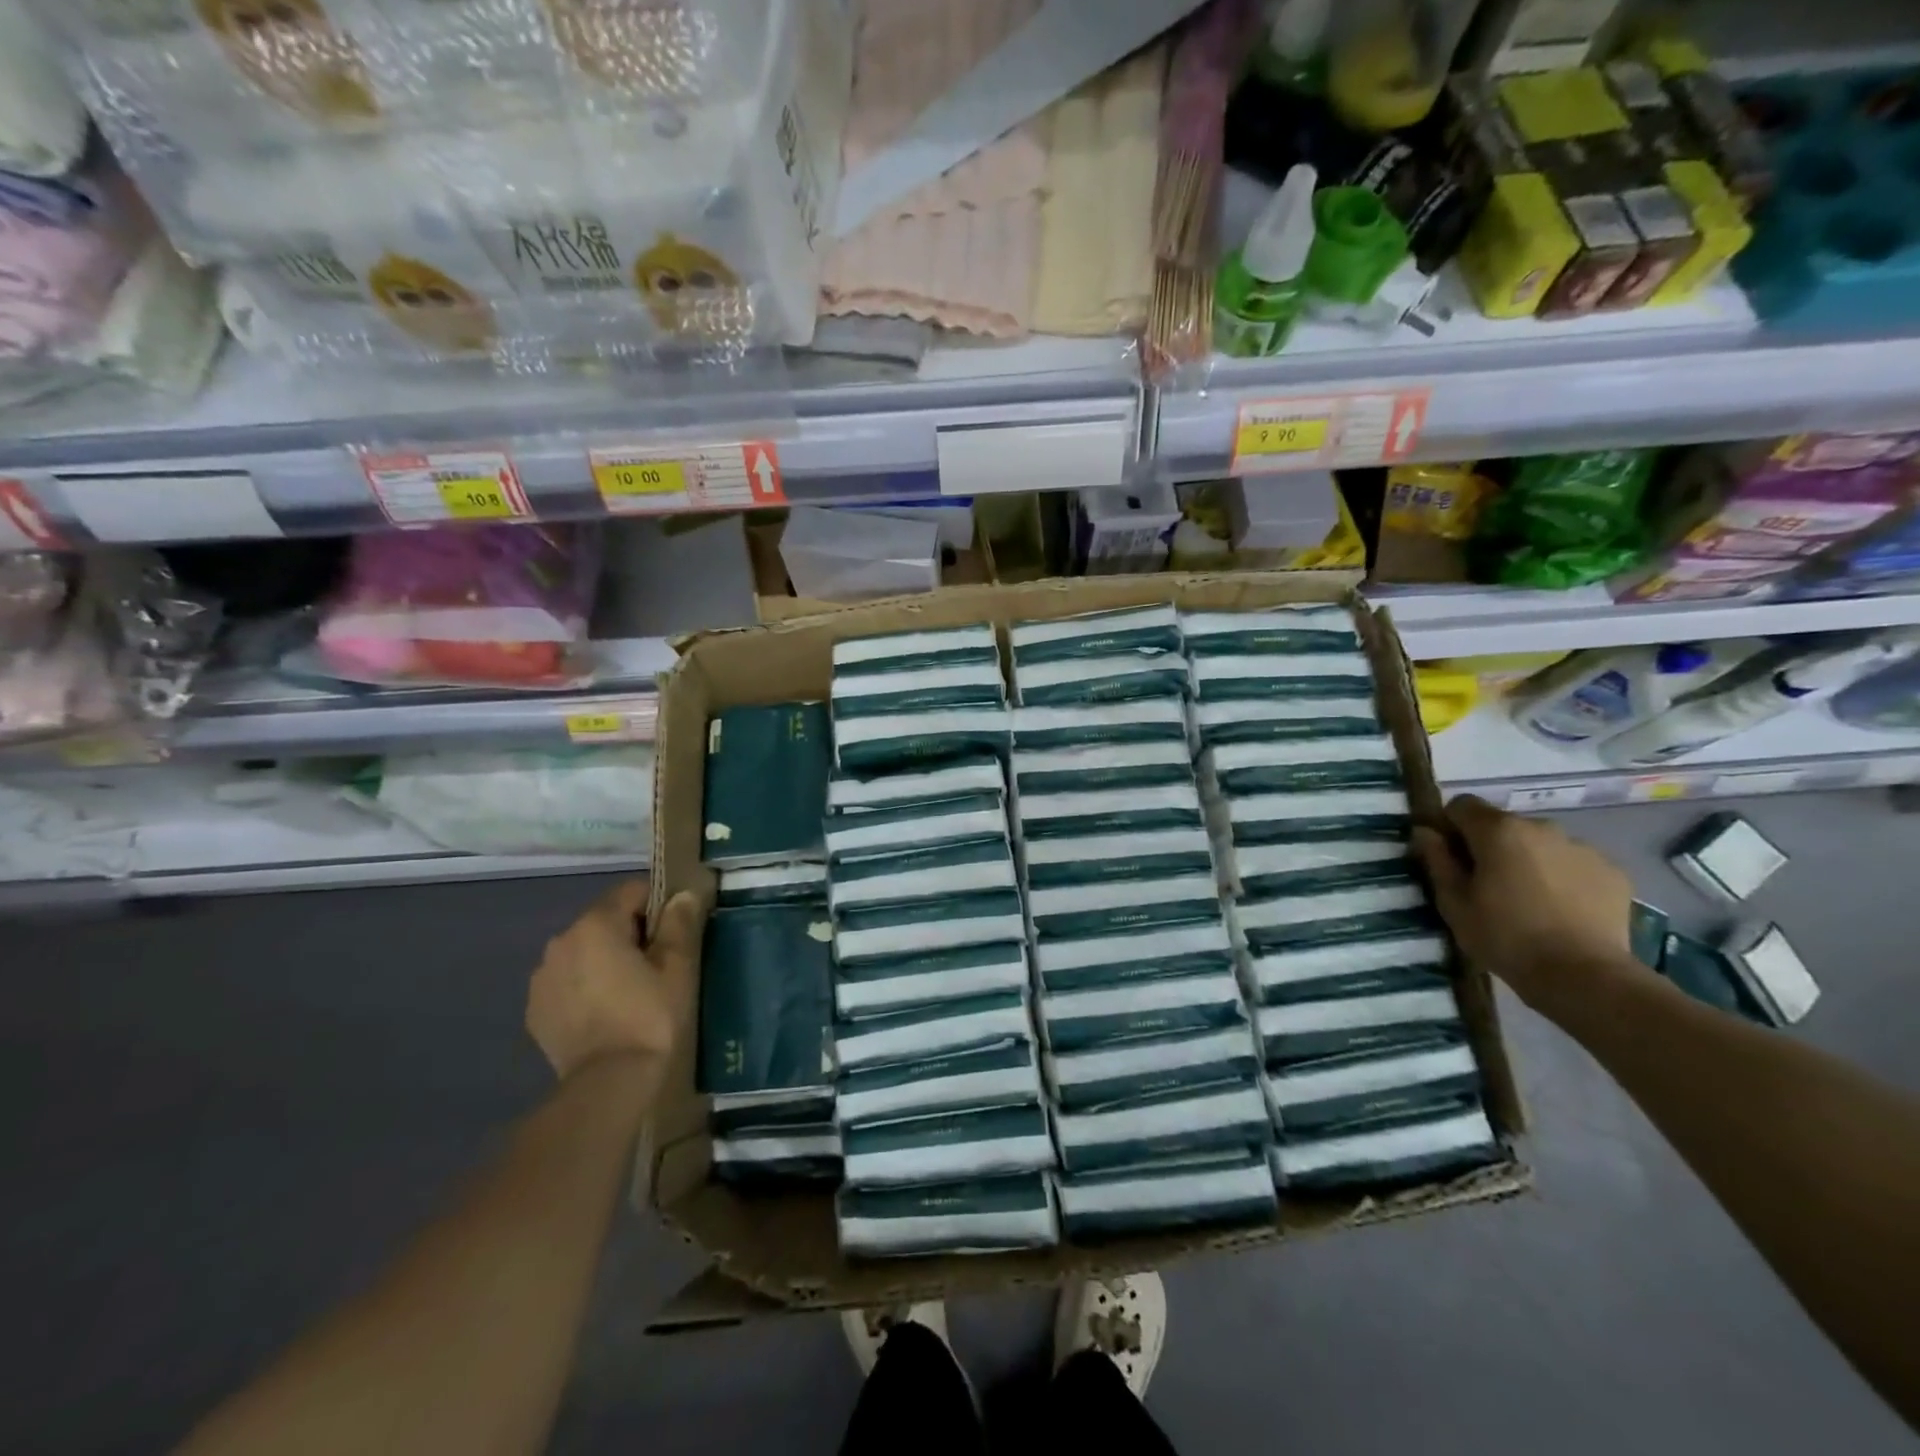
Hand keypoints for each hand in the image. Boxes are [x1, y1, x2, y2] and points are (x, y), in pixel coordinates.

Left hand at [526, 880, 703, 1086]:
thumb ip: (679, 924)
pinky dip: (586, 987)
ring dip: (605, 960)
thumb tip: (682, 895)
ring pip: (584, 951)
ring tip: (631, 992)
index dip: (659, 905)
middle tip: (658, 965)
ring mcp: (542, 977)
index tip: (676, 933)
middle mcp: (560, 941)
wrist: (608, 1084)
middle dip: (631, 934)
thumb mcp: (677, 967)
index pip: (632, 890)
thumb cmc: (650, 1017)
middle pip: (605, 920)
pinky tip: (606, 1013)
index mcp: (596, 924)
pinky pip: (567, 982)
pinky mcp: (536, 1009)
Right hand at [1411, 795, 1644, 1014]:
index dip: (1450, 826)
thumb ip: (1437, 860)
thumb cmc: (1505, 937)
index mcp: (1498, 830)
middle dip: (1491, 845)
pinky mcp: (1613, 872)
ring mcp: (1582, 848)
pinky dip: (1563, 877)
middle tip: (1488, 884)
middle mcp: (1542, 827)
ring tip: (1529, 900)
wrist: (1584, 976)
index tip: (1450, 857)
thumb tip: (1425, 832)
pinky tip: (1561, 910)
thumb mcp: (1453, 903)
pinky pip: (1574, 863)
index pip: (1462, 805)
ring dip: (1528, 860)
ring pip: (1540, 844)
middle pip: (1504, 824)